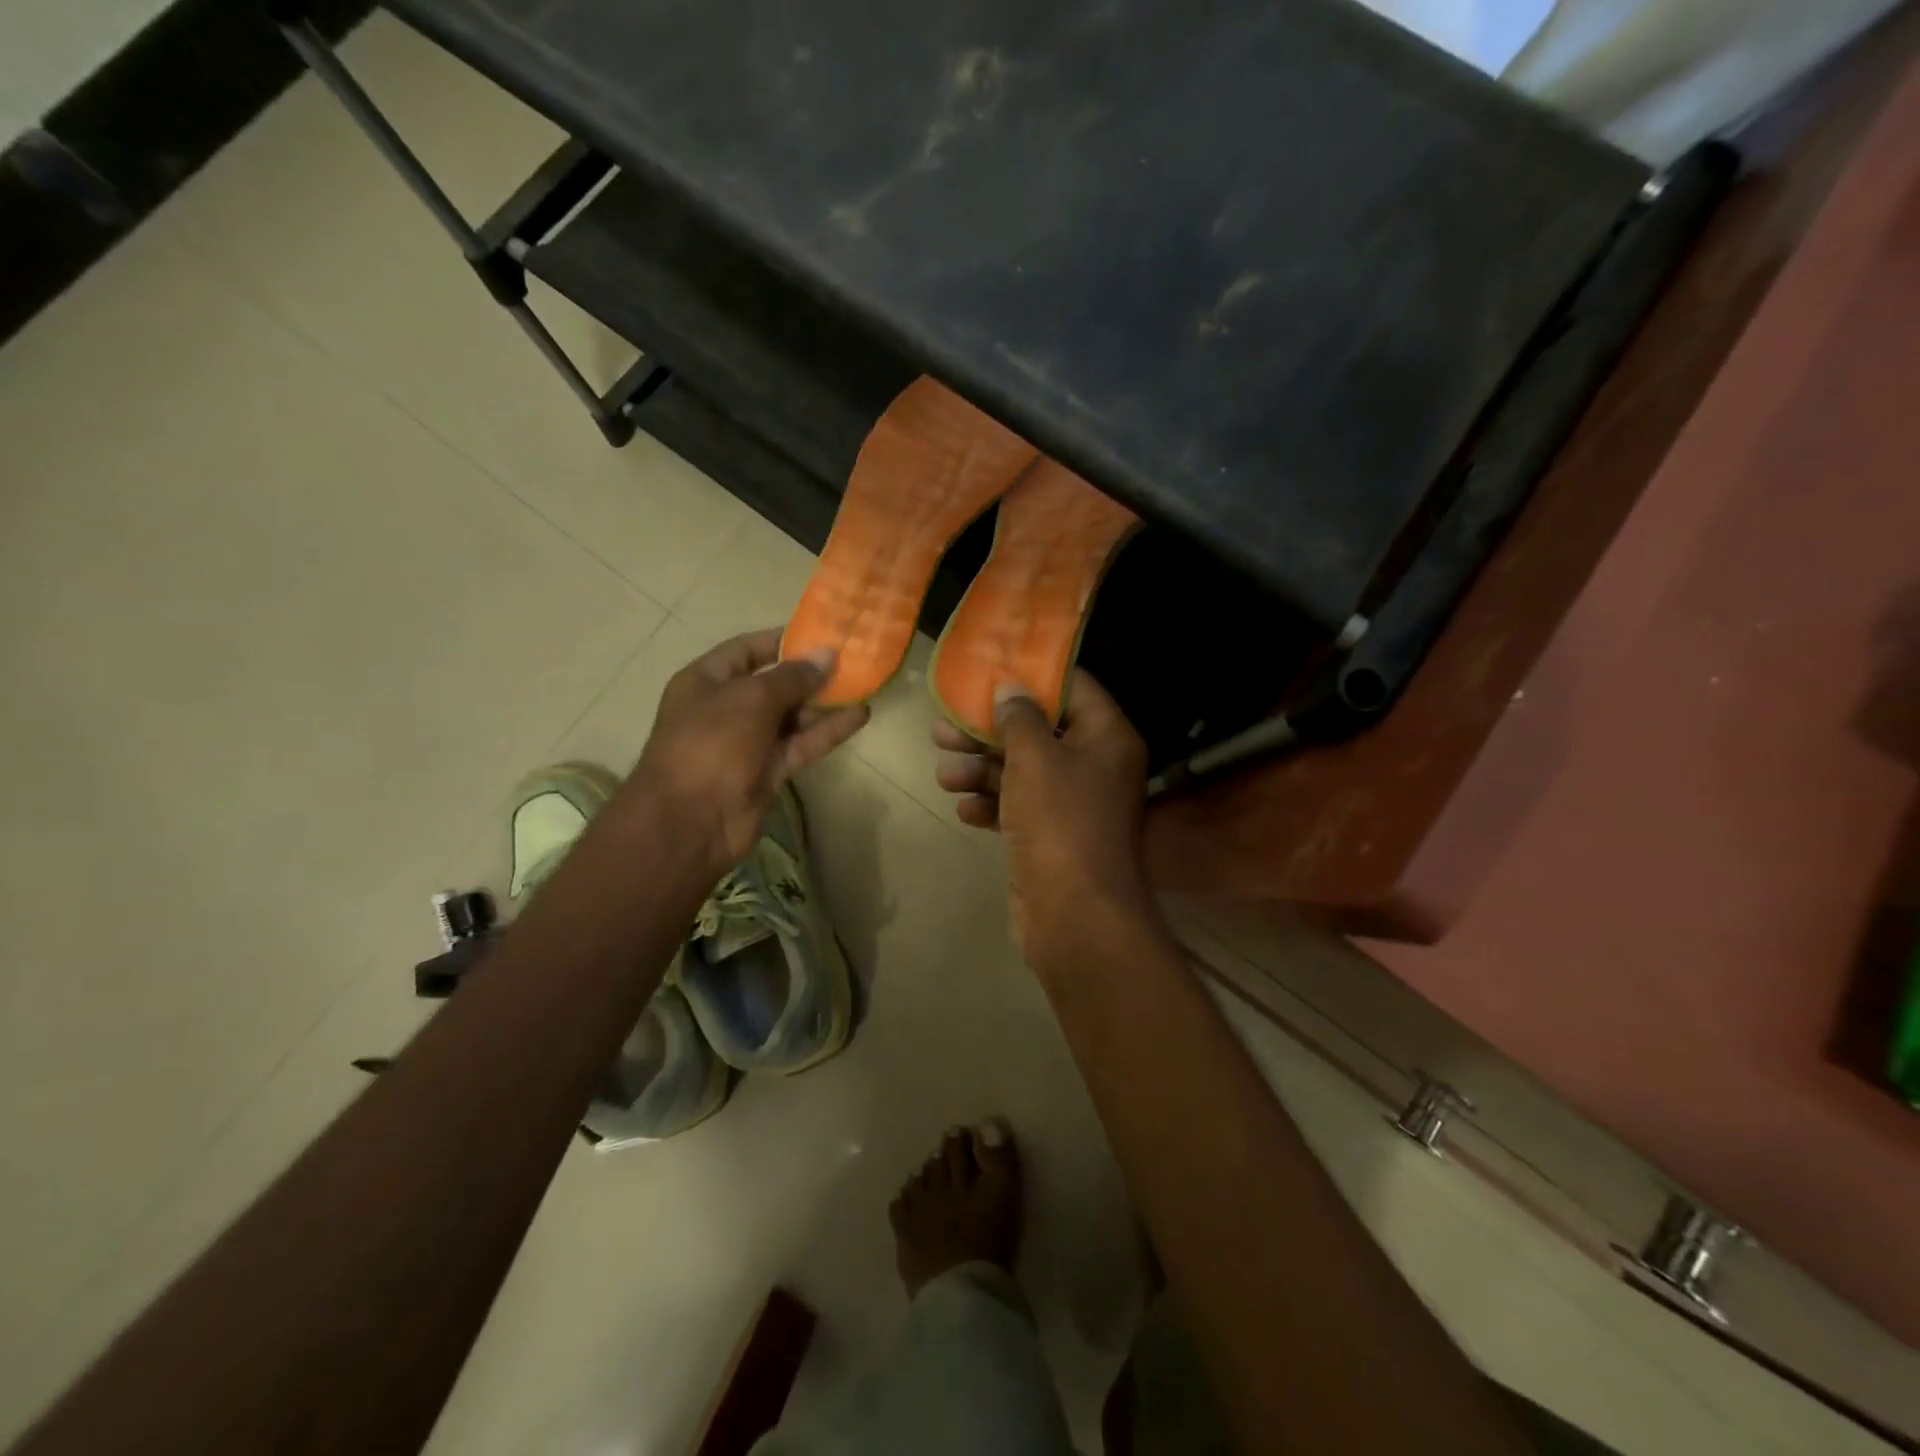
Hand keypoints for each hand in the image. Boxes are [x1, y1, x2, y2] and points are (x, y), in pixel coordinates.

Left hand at [631, 628, 868, 878]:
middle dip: (810, 673)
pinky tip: (860, 715)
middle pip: (774, 683)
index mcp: (706, 681)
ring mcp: (748, 741)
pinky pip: (802, 744)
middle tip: (852, 659)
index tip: (821, 634)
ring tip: (862, 684)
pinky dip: (828, 730)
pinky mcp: (769, 770)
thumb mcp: (750, 699)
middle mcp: (726, 708)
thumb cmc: (711, 744)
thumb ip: (792, 677)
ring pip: (792, 716)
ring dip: (824, 702)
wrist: (689, 822)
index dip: (783, 641)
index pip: (747, 650)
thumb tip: (827, 655)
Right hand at [932, 671, 1160, 975]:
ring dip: (980, 770)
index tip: (990, 667)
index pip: (1072, 688)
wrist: (1074, 917)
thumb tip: (1011, 688)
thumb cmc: (1060, 823)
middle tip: (943, 726)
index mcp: (1106, 737)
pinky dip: (991, 805)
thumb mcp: (1035, 759)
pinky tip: (964, 810)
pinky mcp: (1049, 836)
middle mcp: (1094, 766)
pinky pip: (1017, 808)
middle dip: (989, 730)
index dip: (1032, 676)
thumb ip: (1020, 718)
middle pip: (1037, 732)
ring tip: (944, 774)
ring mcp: (1071, 804)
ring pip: (1021, 772)